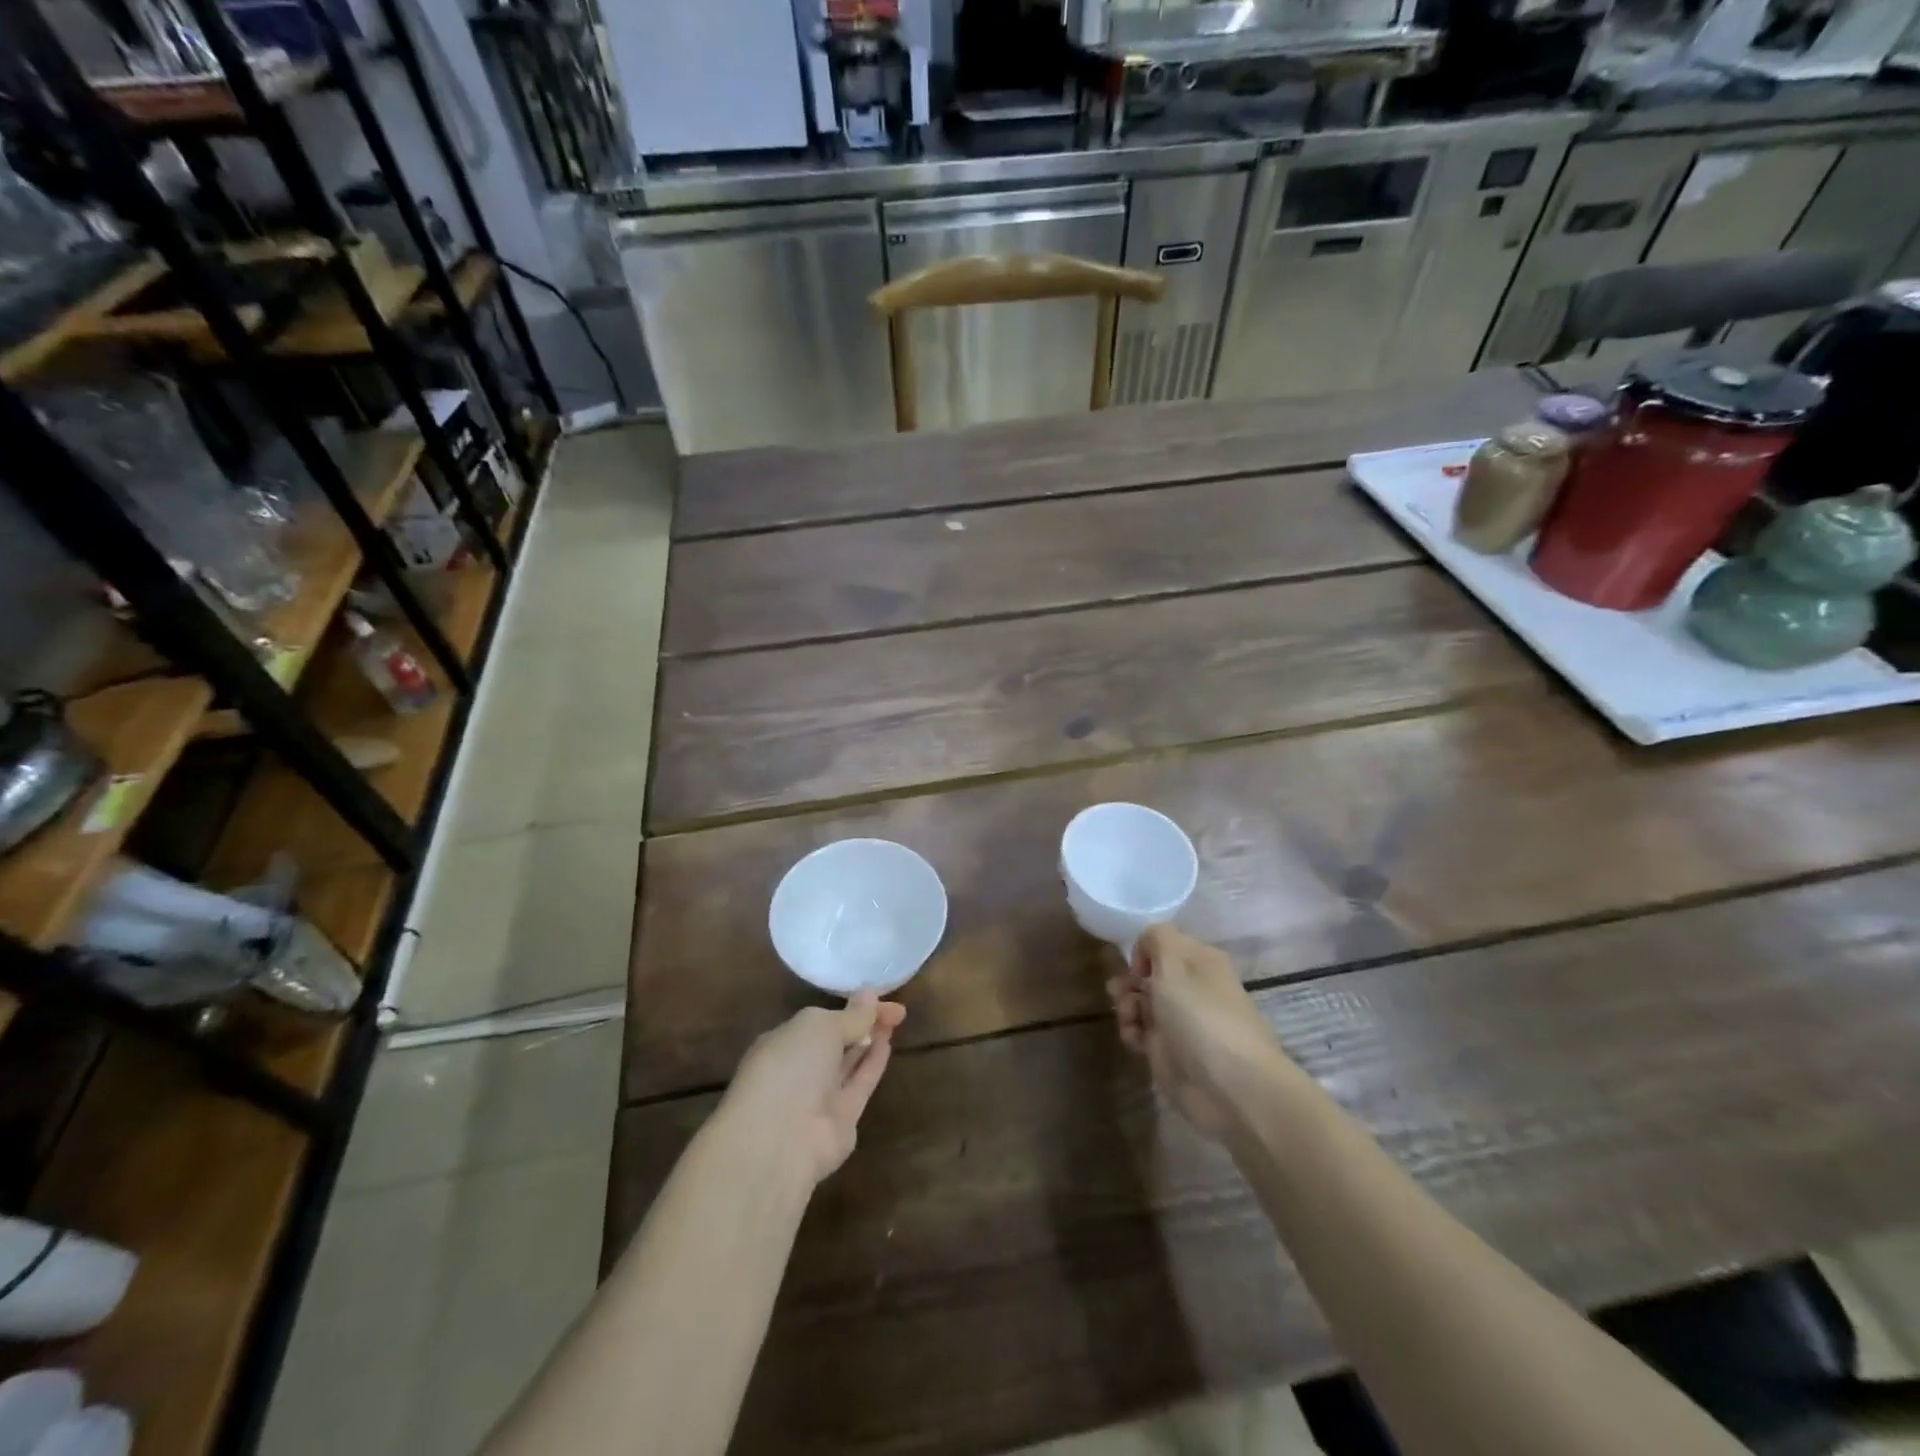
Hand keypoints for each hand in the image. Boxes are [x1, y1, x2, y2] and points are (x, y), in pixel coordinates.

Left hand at [723, 992, 907, 1182]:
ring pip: (849, 1062)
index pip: (820, 1019)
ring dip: (870, 1039)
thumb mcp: (821, 1027)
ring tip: (895, 1019)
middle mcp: (799, 1069)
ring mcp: (819, 1096)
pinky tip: (888, 1044)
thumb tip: (870, 994)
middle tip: (894, 1008)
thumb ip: (850, 1015)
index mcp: (783, 1042)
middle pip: (836, 1040)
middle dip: (862, 1022)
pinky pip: (859, 1084)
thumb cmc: (791, 1068)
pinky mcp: (841, 1121)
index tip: (879, 994)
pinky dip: (873, 1064)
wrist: (781, 1141)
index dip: (849, 1006)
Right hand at [1107, 925, 1284, 1140]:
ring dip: (1127, 1007)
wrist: (1232, 1089)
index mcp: (1200, 961)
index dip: (1143, 951)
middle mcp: (1193, 987)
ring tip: (1128, 1020)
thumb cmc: (1202, 1017)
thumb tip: (1148, 943)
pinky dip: (1133, 1033)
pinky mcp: (1172, 1052)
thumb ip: (1157, 938)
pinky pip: (1143, 1032)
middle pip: (1149, 974)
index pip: (1163, 943)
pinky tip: (1134, 1041)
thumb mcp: (1174, 963)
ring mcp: (1182, 1021)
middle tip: (1120, 993)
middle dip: (1129, 981)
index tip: (1136, 968)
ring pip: (1142, 1003)